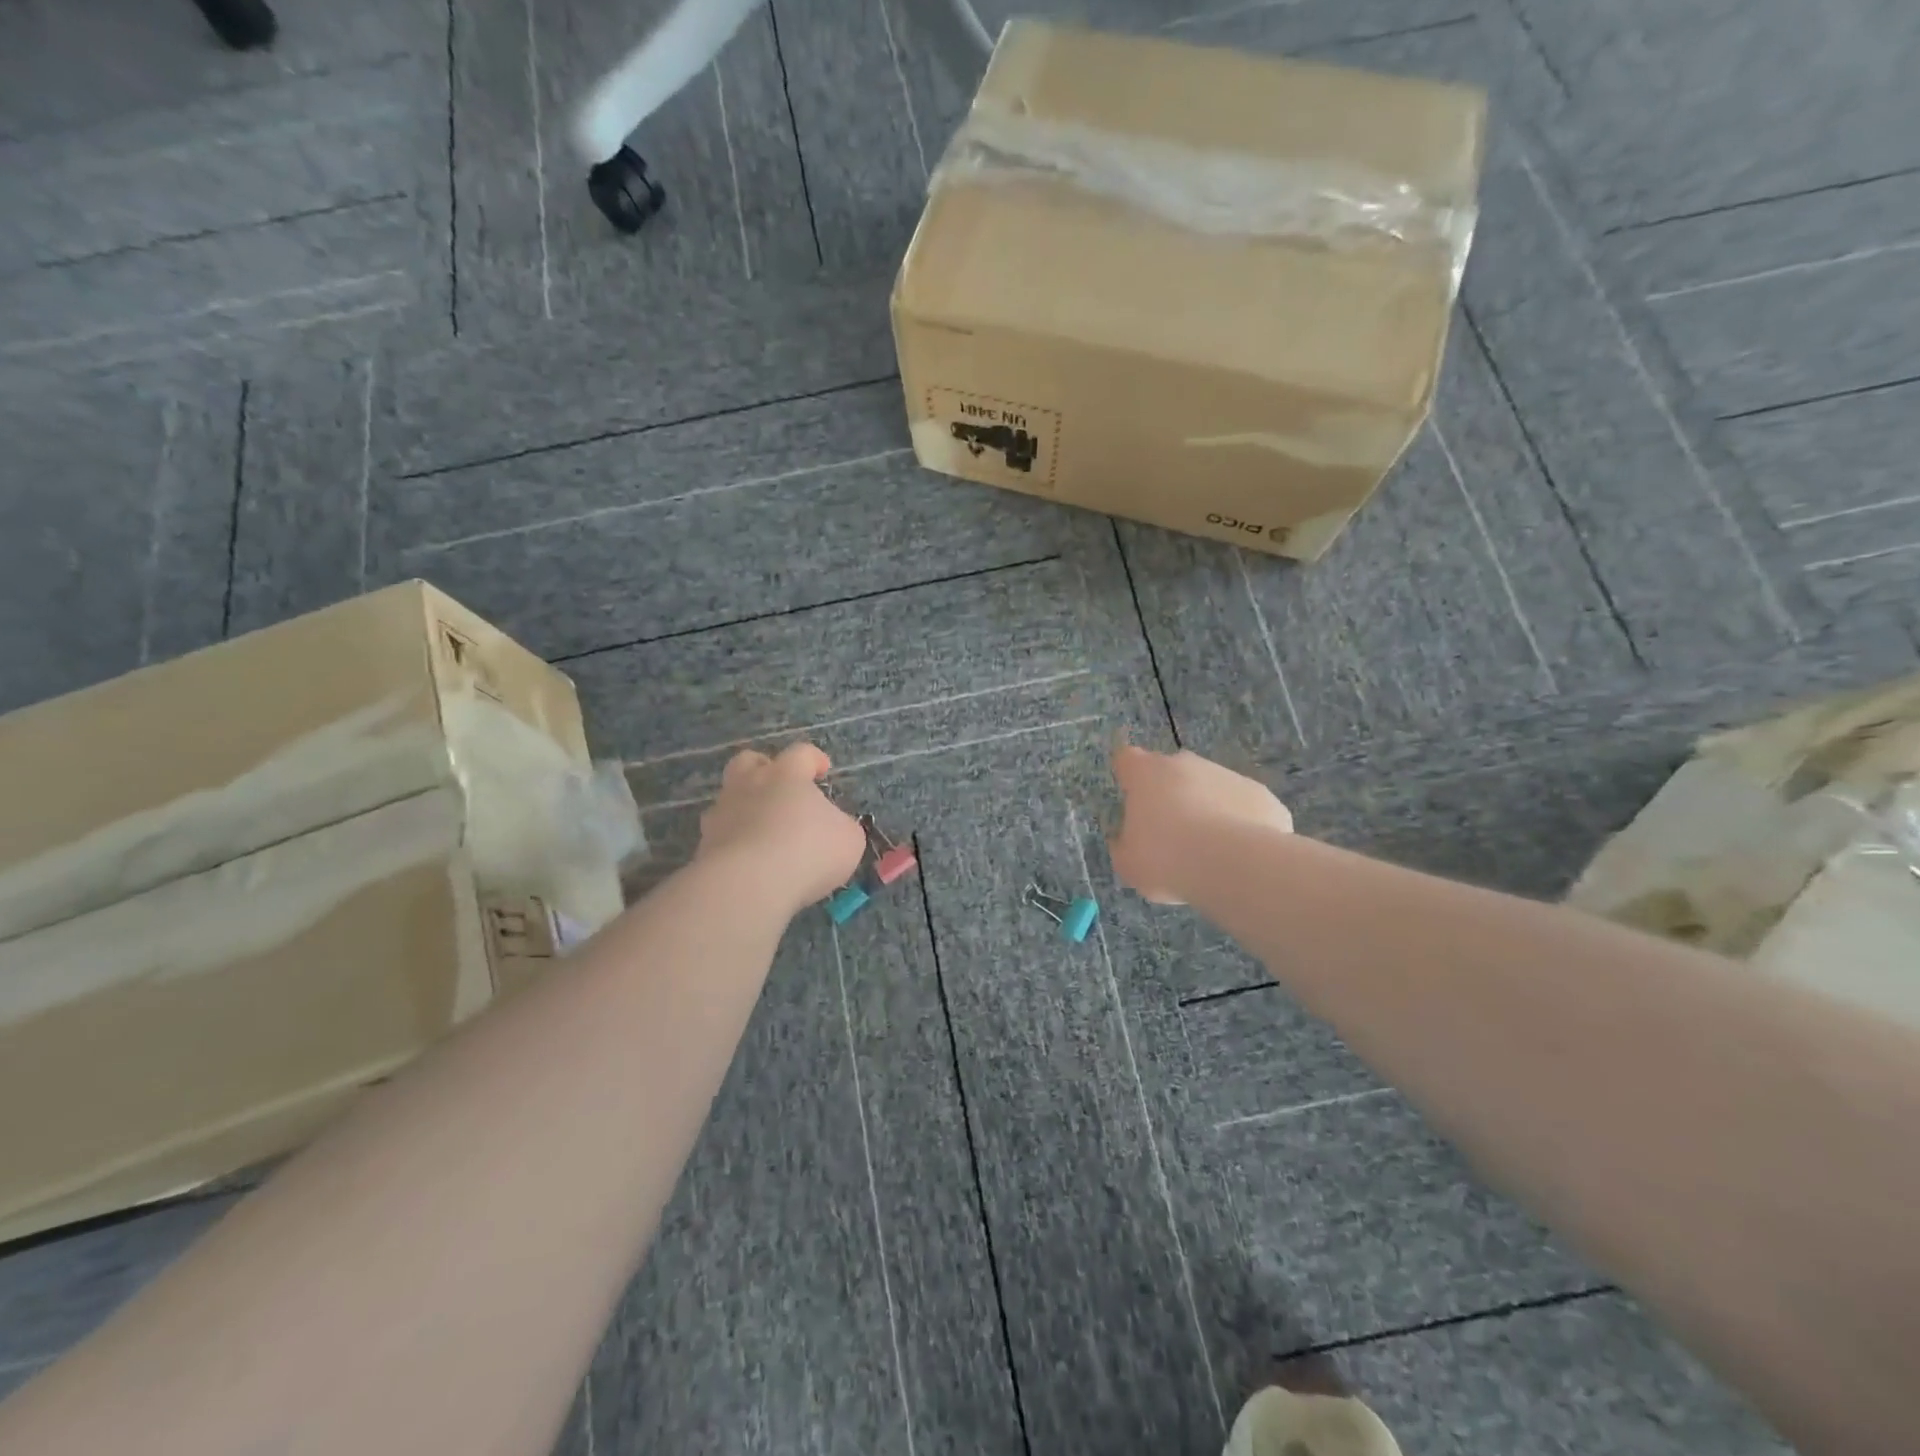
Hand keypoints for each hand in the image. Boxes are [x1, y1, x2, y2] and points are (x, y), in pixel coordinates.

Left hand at [697, 742, 865, 914]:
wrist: (749, 885)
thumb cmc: (809, 851)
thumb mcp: (848, 839)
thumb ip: (840, 827)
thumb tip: (832, 828)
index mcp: (786, 775)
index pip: (801, 753)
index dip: (814, 759)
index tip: (823, 771)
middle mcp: (749, 785)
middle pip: (748, 762)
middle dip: (763, 769)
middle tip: (780, 788)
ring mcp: (721, 814)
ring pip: (728, 798)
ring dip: (745, 809)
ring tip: (763, 833)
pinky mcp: (704, 846)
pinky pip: (721, 836)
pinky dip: (734, 843)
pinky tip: (749, 862)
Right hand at [1110, 744, 1292, 903]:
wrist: (1232, 866)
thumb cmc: (1166, 859)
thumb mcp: (1128, 863)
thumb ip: (1123, 845)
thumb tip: (1126, 839)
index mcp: (1146, 773)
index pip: (1127, 759)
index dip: (1128, 775)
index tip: (1131, 797)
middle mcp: (1185, 763)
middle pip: (1172, 771)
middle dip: (1170, 795)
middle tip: (1171, 834)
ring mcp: (1227, 775)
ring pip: (1211, 788)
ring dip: (1207, 809)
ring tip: (1209, 852)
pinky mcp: (1261, 794)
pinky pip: (1243, 806)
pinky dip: (1240, 824)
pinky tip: (1238, 854)